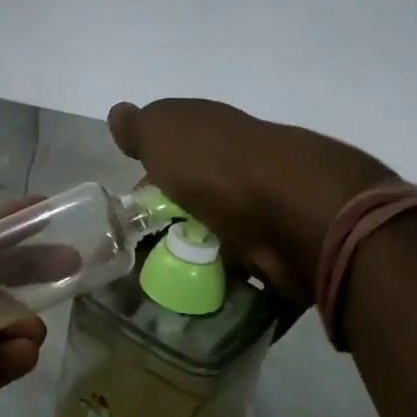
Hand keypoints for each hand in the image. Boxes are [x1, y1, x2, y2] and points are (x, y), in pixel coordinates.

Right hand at [107, 98, 393, 306]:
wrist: (297, 214)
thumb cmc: (217, 168)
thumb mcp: (163, 133)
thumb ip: (140, 127)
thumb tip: (119, 113)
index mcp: (216, 133)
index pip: (178, 148)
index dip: (153, 172)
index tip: (133, 205)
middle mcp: (245, 167)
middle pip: (203, 195)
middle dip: (178, 220)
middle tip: (146, 253)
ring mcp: (272, 211)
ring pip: (229, 237)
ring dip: (206, 259)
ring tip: (171, 286)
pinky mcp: (289, 256)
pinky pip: (255, 278)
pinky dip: (237, 292)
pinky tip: (209, 304)